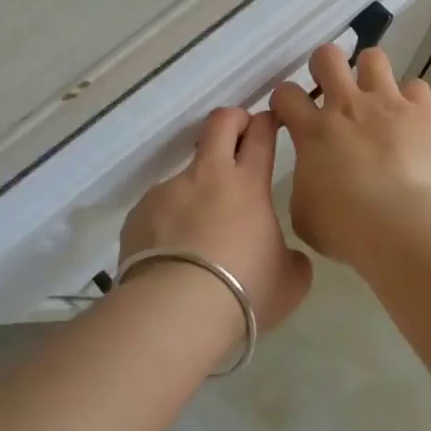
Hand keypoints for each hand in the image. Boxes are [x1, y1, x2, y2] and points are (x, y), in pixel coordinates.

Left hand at [119, 108, 314, 333]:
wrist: (177, 310)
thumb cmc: (245, 290)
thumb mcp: (289, 281)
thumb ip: (292, 259)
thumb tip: (287, 257)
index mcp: (248, 184)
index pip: (260, 134)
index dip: (266, 121)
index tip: (269, 122)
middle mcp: (206, 176)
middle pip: (219, 124)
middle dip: (232, 119)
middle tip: (239, 133)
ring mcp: (168, 191)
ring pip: (186, 175)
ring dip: (197, 191)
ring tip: (199, 234)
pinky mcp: (139, 213)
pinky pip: (159, 209)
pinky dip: (170, 222)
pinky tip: (172, 255)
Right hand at [270, 45, 430, 262]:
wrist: (401, 224)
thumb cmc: (345, 227)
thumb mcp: (304, 214)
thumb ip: (304, 187)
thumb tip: (314, 182)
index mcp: (313, 131)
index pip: (286, 94)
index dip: (284, 100)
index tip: (290, 115)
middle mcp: (347, 106)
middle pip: (327, 57)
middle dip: (324, 66)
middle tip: (330, 89)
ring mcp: (387, 104)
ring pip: (373, 58)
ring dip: (370, 73)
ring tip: (374, 96)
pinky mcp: (423, 113)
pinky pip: (417, 87)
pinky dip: (412, 100)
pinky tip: (411, 119)